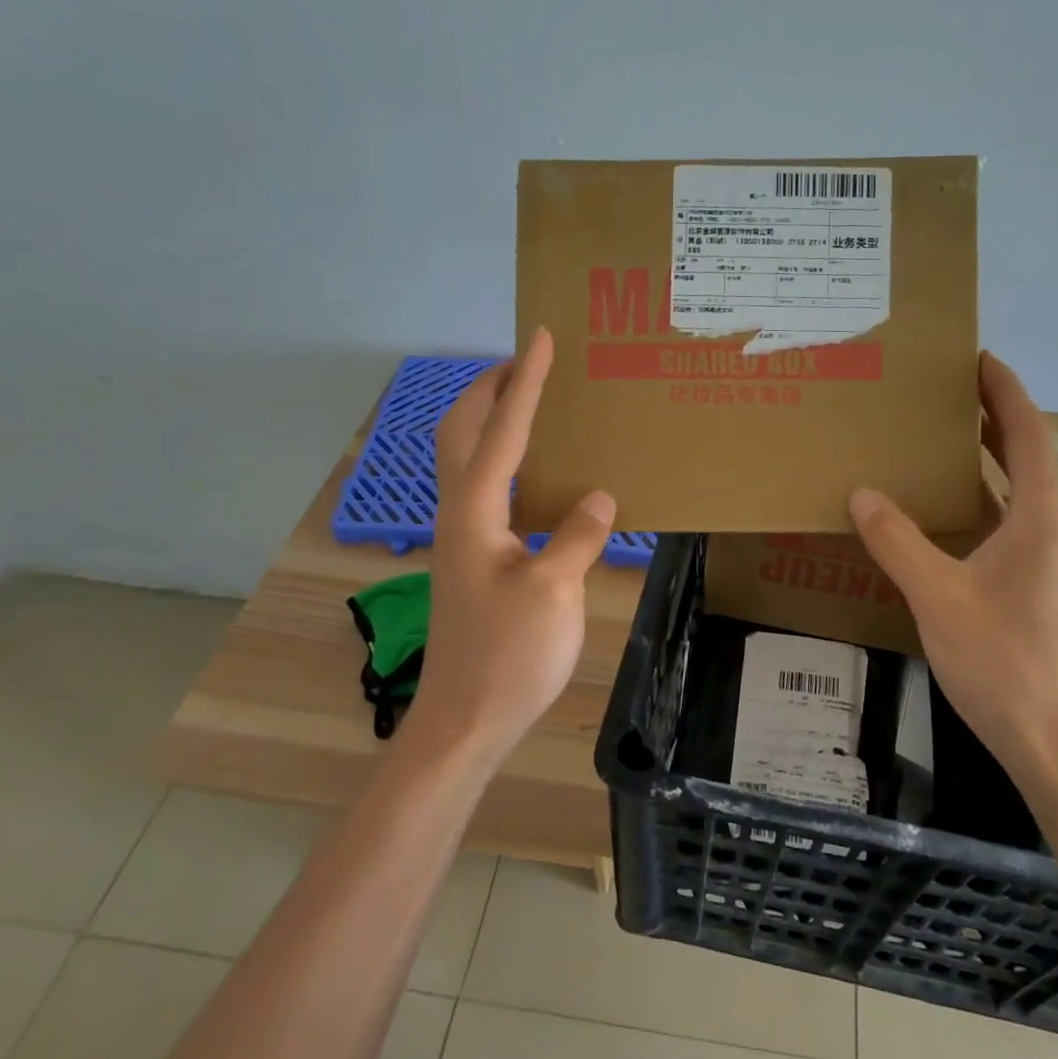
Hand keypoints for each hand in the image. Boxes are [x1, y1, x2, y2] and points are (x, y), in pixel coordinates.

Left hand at [403, 327, 617, 766]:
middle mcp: (458, 514)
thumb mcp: (554, 592)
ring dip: (491, 420)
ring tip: (530, 404)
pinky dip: (504, 460)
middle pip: (461, 432)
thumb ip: (577, 535)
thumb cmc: (508, 656)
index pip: (502, 430)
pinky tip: (537, 475)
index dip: (523, 381)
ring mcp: (461, 538)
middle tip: (526, 362)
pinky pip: (485, 488)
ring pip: (466, 459)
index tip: (539, 337)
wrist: (464, 721)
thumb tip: (599, 498)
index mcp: (474, 512)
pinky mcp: (472, 559)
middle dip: (489, 388)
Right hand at [849, 352, 1057, 777]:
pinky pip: (1006, 523)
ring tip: (938, 437)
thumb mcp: (938, 596)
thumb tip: (861, 492)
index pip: (1027, 435)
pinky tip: (943, 510)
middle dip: (991, 418)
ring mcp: (1047, 562)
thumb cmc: (1002, 662)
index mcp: (1040, 520)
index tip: (978, 358)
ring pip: (1016, 492)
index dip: (1005, 392)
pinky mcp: (1036, 587)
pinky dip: (979, 500)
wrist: (1054, 743)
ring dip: (984, 460)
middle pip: (1025, 457)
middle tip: (946, 391)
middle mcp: (1052, 531)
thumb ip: (897, 541)